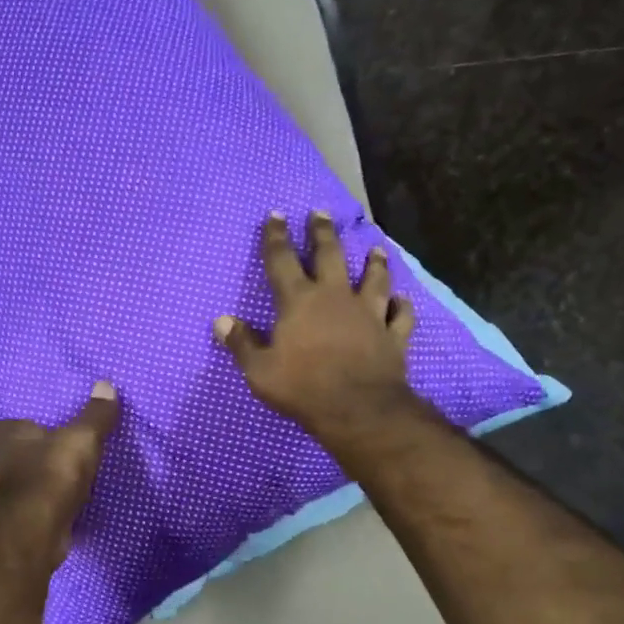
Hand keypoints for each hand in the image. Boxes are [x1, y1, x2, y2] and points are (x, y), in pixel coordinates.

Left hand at [0, 382, 120, 562]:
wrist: (38, 529)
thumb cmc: (52, 472)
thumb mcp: (82, 437)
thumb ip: (95, 415)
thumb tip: (106, 384)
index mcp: (9, 437)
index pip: (5, 425)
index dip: (21, 423)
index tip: (39, 423)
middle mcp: (2, 463)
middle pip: (16, 453)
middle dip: (35, 452)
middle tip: (60, 448)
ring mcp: (11, 495)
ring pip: (28, 480)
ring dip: (44, 479)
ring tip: (70, 474)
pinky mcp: (24, 520)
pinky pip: (41, 504)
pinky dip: (53, 503)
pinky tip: (71, 502)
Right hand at [214, 211, 418, 448]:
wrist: (358, 410)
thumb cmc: (302, 388)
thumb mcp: (259, 370)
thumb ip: (241, 343)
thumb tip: (221, 321)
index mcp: (298, 301)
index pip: (282, 260)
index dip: (276, 236)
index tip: (276, 215)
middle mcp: (335, 297)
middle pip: (330, 255)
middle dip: (322, 232)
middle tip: (321, 213)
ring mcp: (369, 313)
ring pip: (374, 278)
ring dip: (374, 262)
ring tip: (375, 249)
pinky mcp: (392, 335)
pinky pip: (400, 315)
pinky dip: (402, 306)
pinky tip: (402, 300)